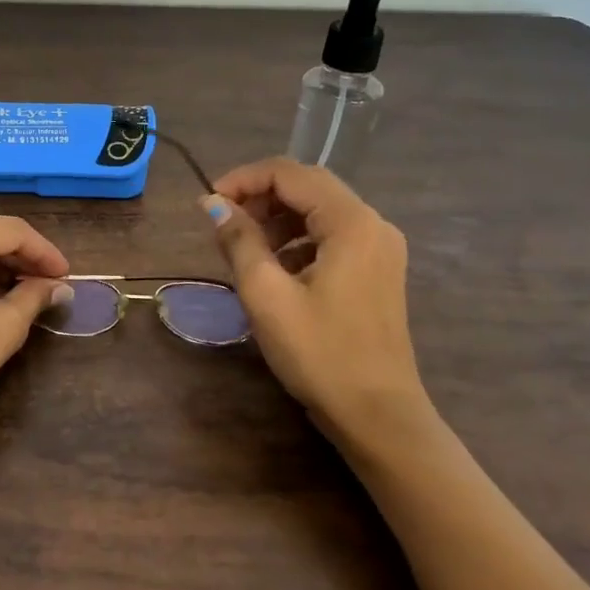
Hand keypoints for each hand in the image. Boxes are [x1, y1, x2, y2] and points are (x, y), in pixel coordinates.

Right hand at [202, 158, 436, 456]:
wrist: (378, 415)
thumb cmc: (319, 354)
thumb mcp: (266, 295)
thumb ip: (239, 240)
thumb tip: (212, 203)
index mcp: (351, 222)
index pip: (290, 174)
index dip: (244, 179)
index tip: (209, 204)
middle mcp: (373, 224)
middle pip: (308, 186)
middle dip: (260, 196)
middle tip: (222, 222)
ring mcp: (380, 247)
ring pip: (319, 210)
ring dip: (277, 217)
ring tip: (243, 246)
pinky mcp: (377, 269)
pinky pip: (331, 235)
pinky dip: (297, 238)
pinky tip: (274, 267)